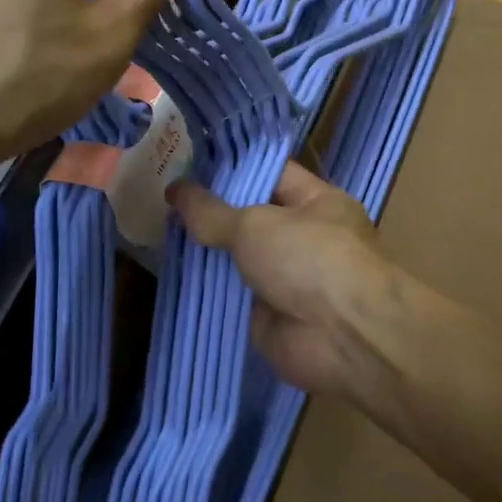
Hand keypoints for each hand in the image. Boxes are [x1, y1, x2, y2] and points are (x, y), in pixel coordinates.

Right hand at [169, 163, 397, 402]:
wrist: (344, 337)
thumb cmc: (311, 259)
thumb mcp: (255, 224)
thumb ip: (212, 212)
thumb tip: (175, 190)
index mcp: (317, 202)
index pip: (271, 174)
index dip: (232, 169)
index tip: (188, 164)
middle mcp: (305, 237)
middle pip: (251, 219)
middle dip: (211, 214)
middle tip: (163, 201)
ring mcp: (288, 279)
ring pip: (239, 260)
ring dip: (206, 254)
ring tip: (157, 234)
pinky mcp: (270, 317)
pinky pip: (232, 298)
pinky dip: (207, 292)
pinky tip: (170, 278)